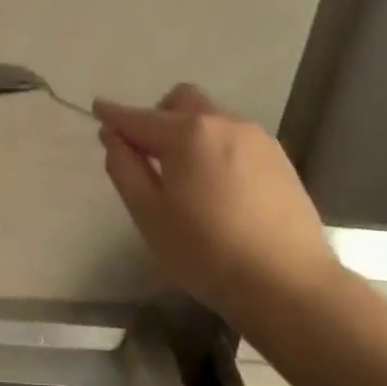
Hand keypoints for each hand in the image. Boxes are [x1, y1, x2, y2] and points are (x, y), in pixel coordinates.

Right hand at [94, 84, 341, 321]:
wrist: (289, 284)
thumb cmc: (205, 251)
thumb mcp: (149, 214)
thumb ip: (125, 168)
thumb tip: (113, 136)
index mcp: (187, 134)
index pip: (139, 117)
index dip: (114, 114)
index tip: (97, 109)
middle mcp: (224, 123)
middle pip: (182, 101)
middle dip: (158, 115)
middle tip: (148, 154)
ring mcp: (257, 139)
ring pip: (211, 118)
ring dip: (189, 132)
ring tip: (185, 177)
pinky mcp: (279, 159)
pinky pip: (235, 138)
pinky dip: (215, 148)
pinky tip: (217, 187)